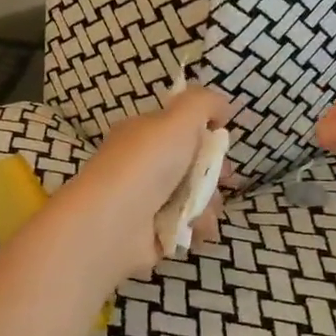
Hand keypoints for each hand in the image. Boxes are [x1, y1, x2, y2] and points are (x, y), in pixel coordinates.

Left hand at [52, 85, 232, 283]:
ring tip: (202, 210)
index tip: (221, 143)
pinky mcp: (154, 233)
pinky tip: (195, 229)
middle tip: (222, 178)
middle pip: (192, 165)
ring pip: (195, 197)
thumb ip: (203, 103)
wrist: (114, 223)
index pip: (179, 129)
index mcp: (142, 134)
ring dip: (209, 203)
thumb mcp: (178, 118)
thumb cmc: (146, 164)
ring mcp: (147, 201)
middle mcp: (143, 165)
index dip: (205, 135)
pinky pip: (188, 226)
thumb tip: (222, 108)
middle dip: (213, 173)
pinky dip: (197, 227)